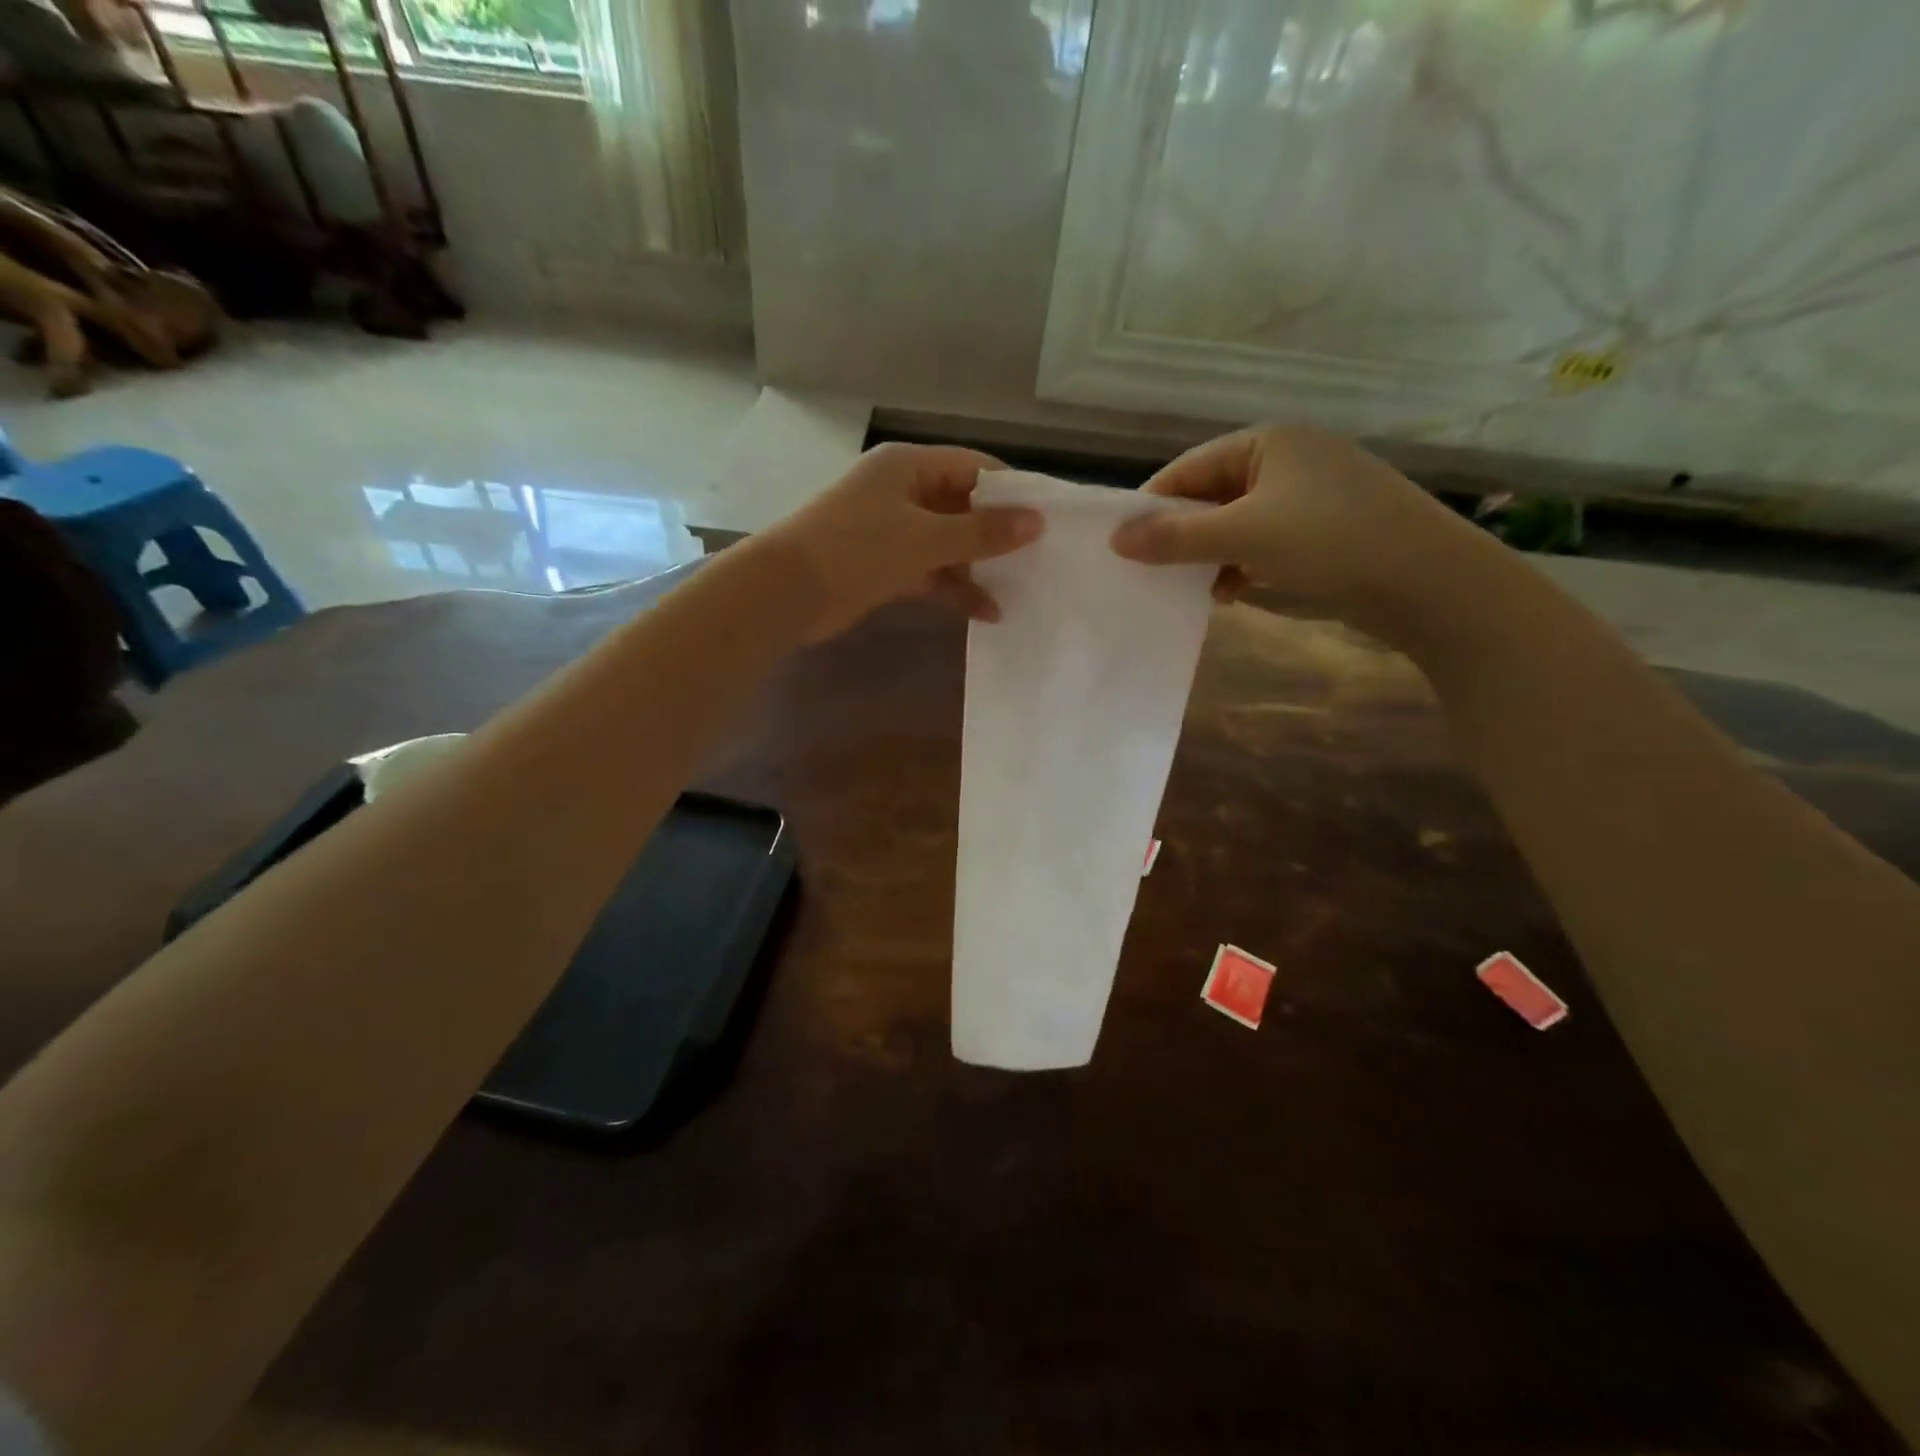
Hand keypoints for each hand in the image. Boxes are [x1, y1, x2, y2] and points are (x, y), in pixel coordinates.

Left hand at [764, 443, 1043, 641]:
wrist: (787, 593)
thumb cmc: (856, 549)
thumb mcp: (925, 539)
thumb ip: (982, 532)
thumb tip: (1037, 522)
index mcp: (909, 466)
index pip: (974, 467)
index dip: (1013, 491)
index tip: (1050, 517)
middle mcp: (903, 491)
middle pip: (964, 507)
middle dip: (999, 534)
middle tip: (1044, 557)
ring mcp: (894, 530)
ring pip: (950, 543)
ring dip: (980, 566)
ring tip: (1023, 589)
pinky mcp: (887, 566)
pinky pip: (932, 572)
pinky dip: (956, 589)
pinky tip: (988, 612)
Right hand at [1109, 426, 1479, 634]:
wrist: (1428, 580)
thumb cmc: (1328, 541)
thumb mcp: (1242, 536)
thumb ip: (1175, 537)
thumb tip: (1116, 538)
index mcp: (1267, 443)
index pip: (1188, 468)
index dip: (1152, 506)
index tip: (1123, 545)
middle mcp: (1288, 459)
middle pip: (1212, 495)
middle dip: (1182, 535)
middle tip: (1150, 571)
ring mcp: (1311, 495)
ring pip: (1238, 523)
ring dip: (1210, 555)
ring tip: (1190, 588)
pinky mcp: (1327, 530)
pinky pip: (1266, 542)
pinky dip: (1243, 565)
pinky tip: (1232, 594)